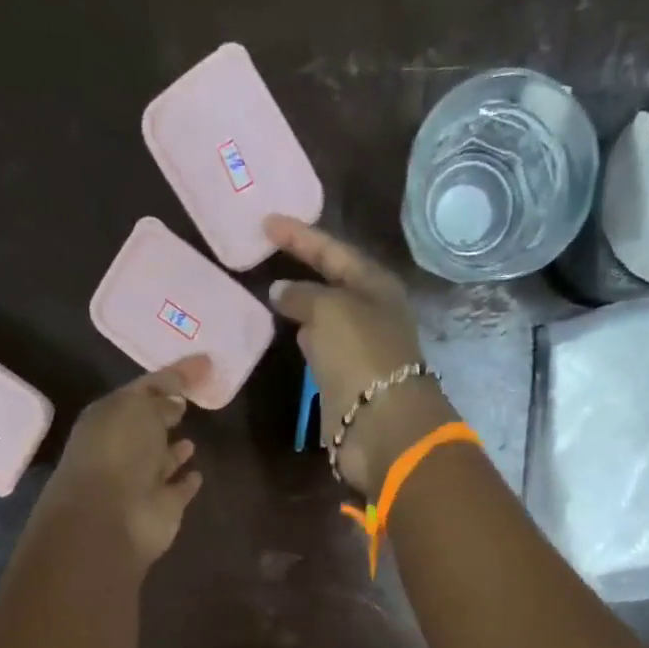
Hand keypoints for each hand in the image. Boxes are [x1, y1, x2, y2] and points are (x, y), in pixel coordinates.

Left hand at [37, 359, 204, 569]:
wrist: (110, 519)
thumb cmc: (118, 452)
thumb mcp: (139, 408)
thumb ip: (162, 397)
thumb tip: (177, 400)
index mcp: (110, 417)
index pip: (144, 389)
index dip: (174, 375)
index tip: (205, 363)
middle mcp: (123, 447)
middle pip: (149, 425)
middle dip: (167, 412)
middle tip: (195, 398)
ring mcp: (142, 480)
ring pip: (161, 459)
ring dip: (175, 449)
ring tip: (194, 435)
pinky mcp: (162, 508)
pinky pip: (178, 489)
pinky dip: (186, 481)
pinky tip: (198, 473)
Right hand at [264, 216, 453, 495]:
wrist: (381, 424)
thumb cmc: (360, 354)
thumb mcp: (329, 310)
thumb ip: (302, 294)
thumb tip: (280, 291)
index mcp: (376, 286)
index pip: (334, 251)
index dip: (301, 236)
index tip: (267, 223)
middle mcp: (372, 313)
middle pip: (334, 283)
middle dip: (304, 269)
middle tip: (269, 256)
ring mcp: (360, 349)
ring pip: (327, 318)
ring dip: (304, 307)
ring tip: (271, 294)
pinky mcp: (348, 381)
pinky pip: (323, 350)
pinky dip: (306, 339)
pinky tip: (288, 335)